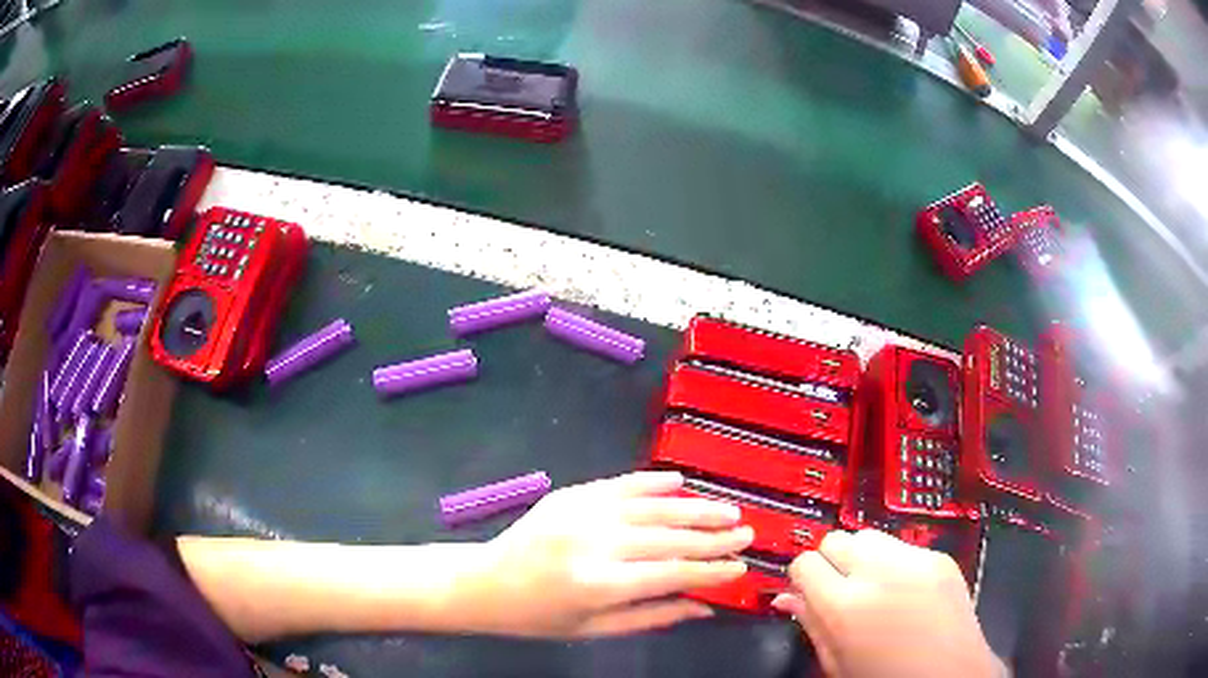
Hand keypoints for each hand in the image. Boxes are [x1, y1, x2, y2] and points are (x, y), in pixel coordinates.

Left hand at [469, 471, 751, 637]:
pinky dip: (653, 482)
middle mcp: (596, 543)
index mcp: (600, 584)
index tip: (741, 566)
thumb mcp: (595, 629)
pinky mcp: (571, 495)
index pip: (672, 574)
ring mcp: (582, 513)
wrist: (486, 582)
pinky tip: (681, 481)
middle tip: (747, 532)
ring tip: (728, 509)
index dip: (711, 570)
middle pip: (669, 537)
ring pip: (653, 507)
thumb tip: (704, 608)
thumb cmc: (540, 617)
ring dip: (694, 507)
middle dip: (713, 537)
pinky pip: (620, 484)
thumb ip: (653, 616)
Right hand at [772, 530, 1002, 677]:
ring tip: (875, 589)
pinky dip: (896, 563)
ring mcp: (914, 560)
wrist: (951, 676)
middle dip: (833, 561)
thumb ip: (811, 625)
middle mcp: (878, 572)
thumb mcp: (837, 663)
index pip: (804, 563)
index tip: (810, 593)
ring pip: (870, 536)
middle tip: (842, 590)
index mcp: (845, 606)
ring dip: (864, 557)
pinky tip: (905, 592)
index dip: (803, 579)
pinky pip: (904, 547)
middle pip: (836, 538)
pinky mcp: (940, 557)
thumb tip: (787, 598)